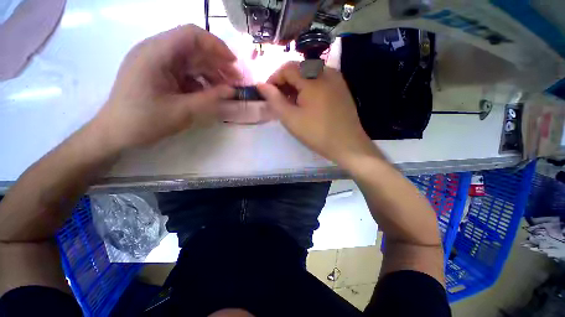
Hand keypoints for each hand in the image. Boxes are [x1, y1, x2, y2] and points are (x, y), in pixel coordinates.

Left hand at [92, 24, 239, 150]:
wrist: (115, 132)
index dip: (216, 46)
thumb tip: (232, 90)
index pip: (191, 35)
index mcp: (156, 54)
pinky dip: (199, 80)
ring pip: (190, 59)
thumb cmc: (145, 121)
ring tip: (225, 88)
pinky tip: (208, 93)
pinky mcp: (157, 72)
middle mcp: (155, 51)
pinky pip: (183, 71)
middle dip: (216, 62)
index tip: (233, 64)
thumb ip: (210, 99)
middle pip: (192, 47)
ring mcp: (155, 62)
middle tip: (234, 79)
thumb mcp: (183, 111)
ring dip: (210, 72)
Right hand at [257, 62, 378, 165]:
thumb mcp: (291, 119)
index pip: (287, 68)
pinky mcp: (342, 88)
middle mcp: (326, 72)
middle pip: (299, 69)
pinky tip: (308, 103)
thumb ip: (274, 100)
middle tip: (280, 100)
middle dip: (286, 82)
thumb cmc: (316, 133)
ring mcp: (337, 79)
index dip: (274, 78)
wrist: (347, 145)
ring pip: (310, 74)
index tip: (268, 94)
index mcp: (313, 78)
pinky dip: (310, 87)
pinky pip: (321, 80)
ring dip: (298, 85)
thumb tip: (261, 85)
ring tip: (293, 103)